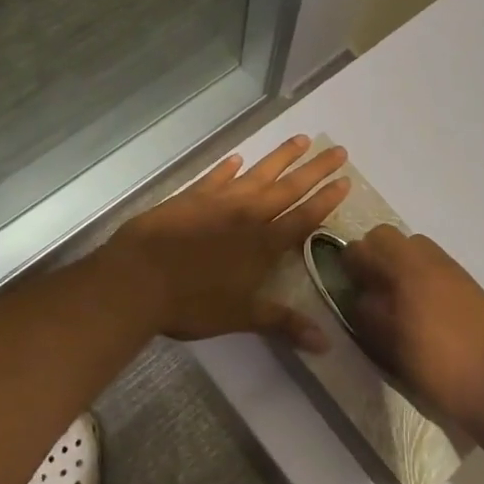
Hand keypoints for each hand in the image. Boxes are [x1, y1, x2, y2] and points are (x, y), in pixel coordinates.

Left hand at [99, 136, 349, 348]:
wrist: (138, 278)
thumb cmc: (192, 303)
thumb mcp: (241, 317)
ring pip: (258, 173)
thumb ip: (283, 323)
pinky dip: (228, 168)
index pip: (304, 217)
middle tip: (339, 150)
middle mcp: (247, 215)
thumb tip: (326, 344)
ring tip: (302, 139)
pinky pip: (215, 178)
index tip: (346, 180)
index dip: (326, 200)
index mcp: (263, 244)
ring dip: (281, 157)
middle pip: (289, 188)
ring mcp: (219, 202)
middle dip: (316, 169)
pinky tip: (237, 159)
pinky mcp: (191, 197)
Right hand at [342, 226, 483, 430]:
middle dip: (375, 256)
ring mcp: (453, 270)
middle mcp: (430, 259)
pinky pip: (436, 268)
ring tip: (397, 302)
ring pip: (415, 251)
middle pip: (391, 238)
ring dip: (400, 265)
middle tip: (370, 289)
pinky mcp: (471, 285)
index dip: (351, 260)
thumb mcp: (390, 345)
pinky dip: (422, 278)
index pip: (367, 244)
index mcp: (406, 268)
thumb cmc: (438, 366)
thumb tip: (358, 294)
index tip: (346, 282)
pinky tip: (424, 313)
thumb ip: (368, 313)